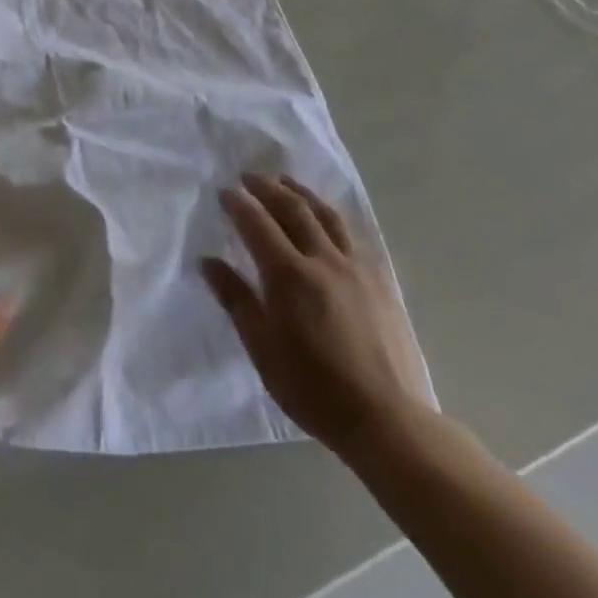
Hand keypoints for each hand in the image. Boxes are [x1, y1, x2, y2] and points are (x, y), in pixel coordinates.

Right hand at [203, 173, 430, 462]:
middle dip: (267, 188)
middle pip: (292, 208)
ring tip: (285, 182)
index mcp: (289, 275)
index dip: (238, 204)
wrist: (388, 420)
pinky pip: (351, 234)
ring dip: (301, 192)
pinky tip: (326, 218)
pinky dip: (330, 216)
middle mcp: (322, 259)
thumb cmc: (314, 389)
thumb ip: (236, 299)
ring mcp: (355, 267)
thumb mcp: (263, 348)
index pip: (257, 223)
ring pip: (325, 215)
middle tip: (249, 177)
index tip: (224, 191)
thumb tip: (208, 262)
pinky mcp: (379, 281)